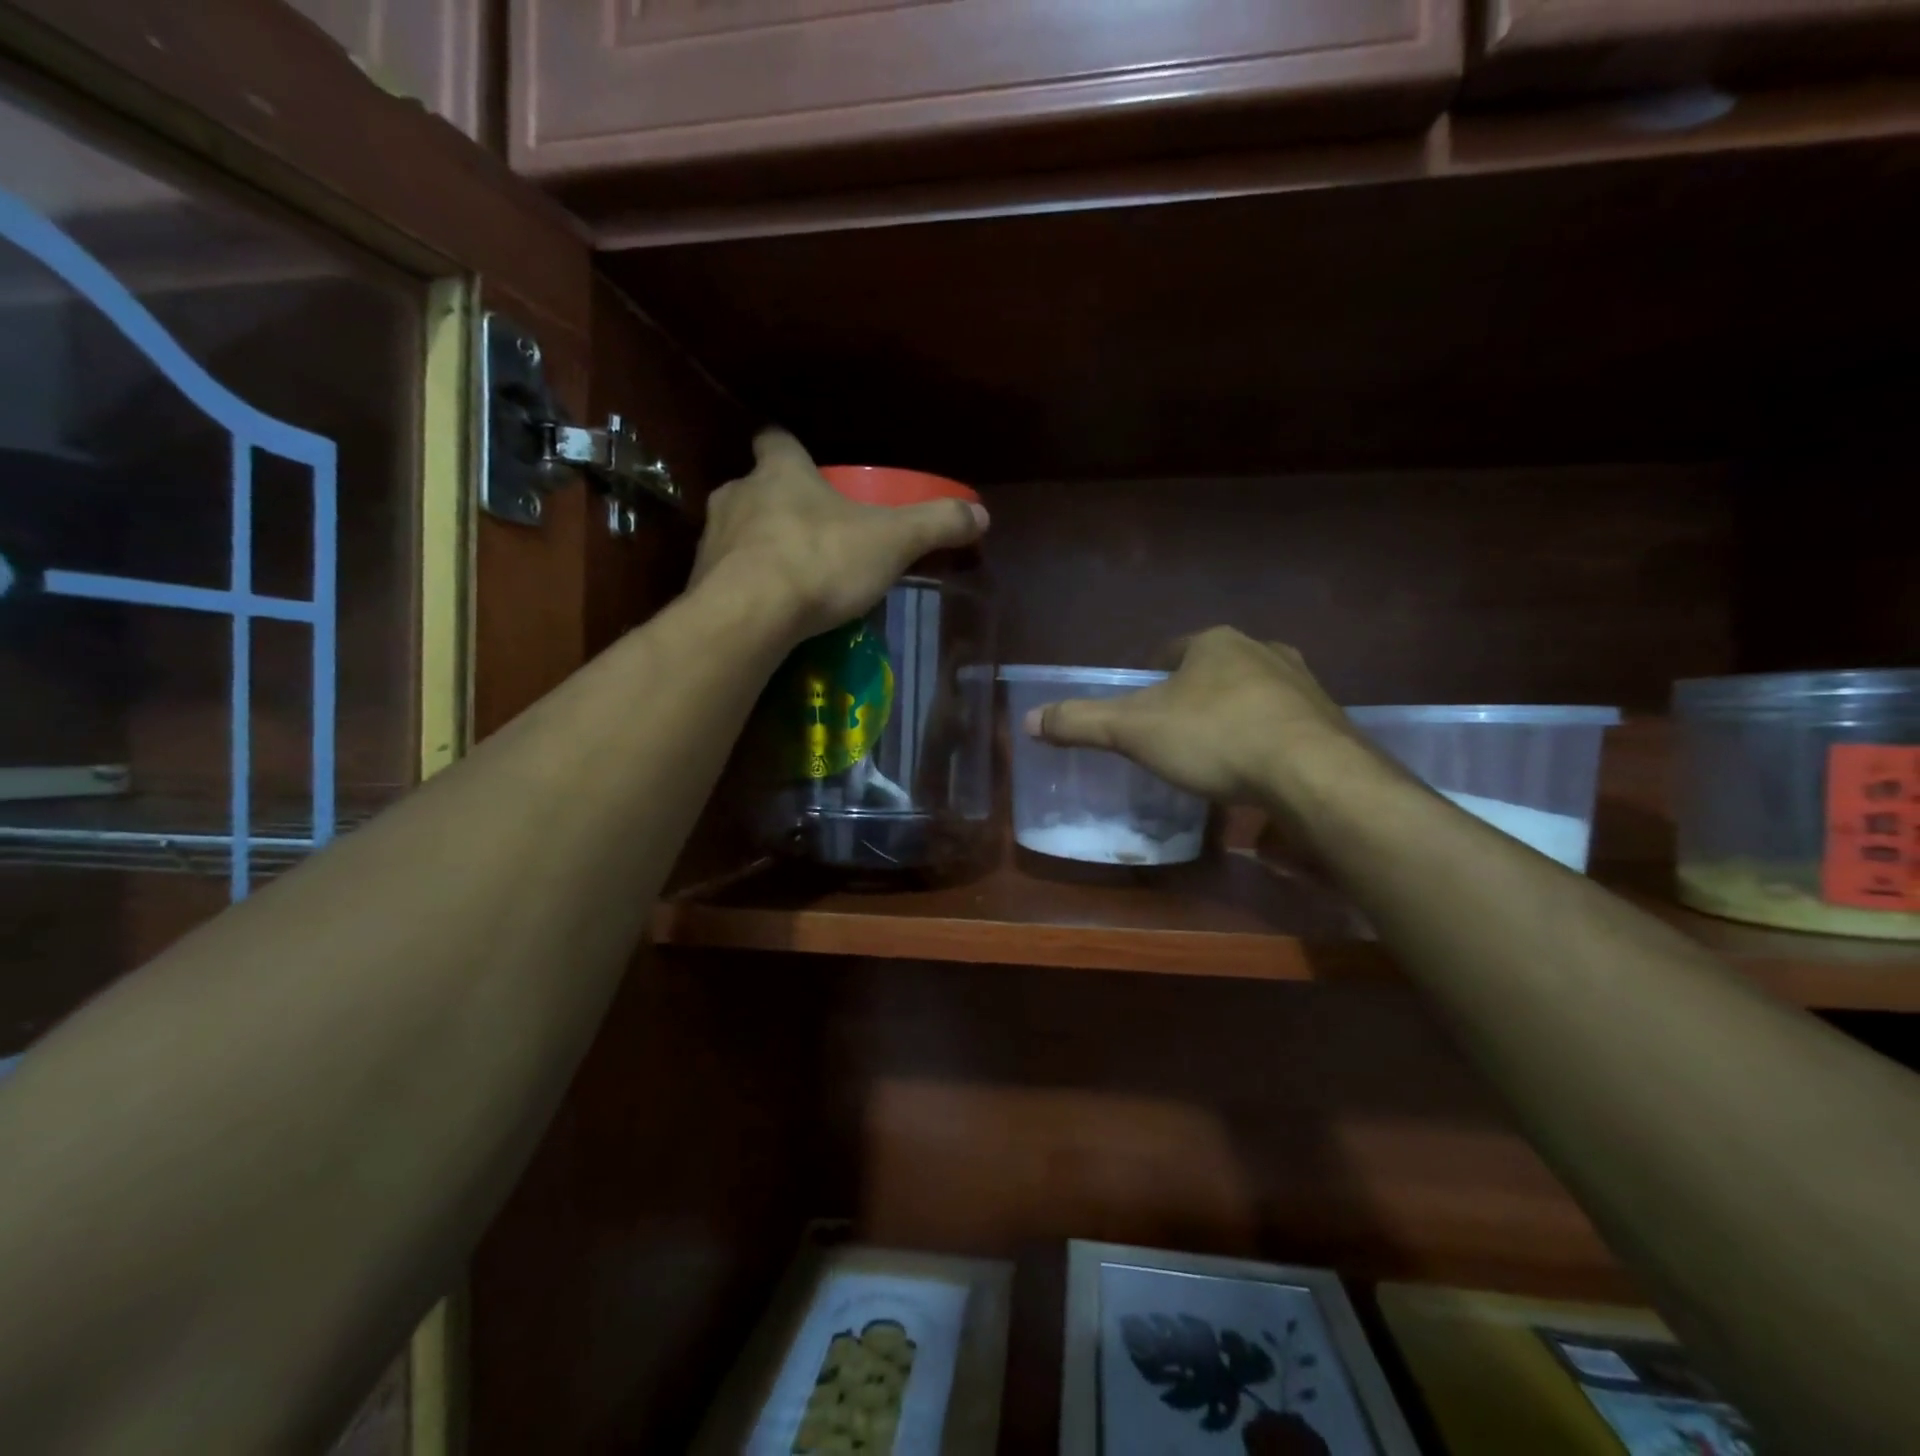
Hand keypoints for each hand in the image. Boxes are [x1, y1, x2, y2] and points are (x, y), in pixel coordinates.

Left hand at [690, 430, 987, 642]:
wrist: (749, 616)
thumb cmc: (820, 561)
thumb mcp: (891, 542)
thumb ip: (935, 525)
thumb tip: (982, 514)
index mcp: (781, 472)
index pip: (776, 440)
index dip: (790, 449)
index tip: (805, 464)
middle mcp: (738, 494)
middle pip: (756, 488)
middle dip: (778, 504)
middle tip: (810, 531)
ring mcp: (713, 539)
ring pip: (737, 531)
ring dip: (759, 546)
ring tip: (789, 576)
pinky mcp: (699, 582)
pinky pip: (725, 576)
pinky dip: (744, 585)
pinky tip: (767, 609)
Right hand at [1024, 628, 1378, 807]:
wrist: (1313, 774)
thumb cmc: (1214, 738)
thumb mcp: (1134, 730)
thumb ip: (1081, 723)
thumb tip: (1029, 720)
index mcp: (1215, 643)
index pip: (1172, 650)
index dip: (1152, 674)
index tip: (1141, 703)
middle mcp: (1263, 651)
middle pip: (1214, 670)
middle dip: (1194, 695)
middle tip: (1174, 731)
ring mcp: (1302, 684)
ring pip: (1253, 694)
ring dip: (1233, 714)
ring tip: (1215, 752)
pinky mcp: (1329, 721)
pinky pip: (1284, 724)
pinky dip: (1266, 740)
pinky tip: (1256, 770)